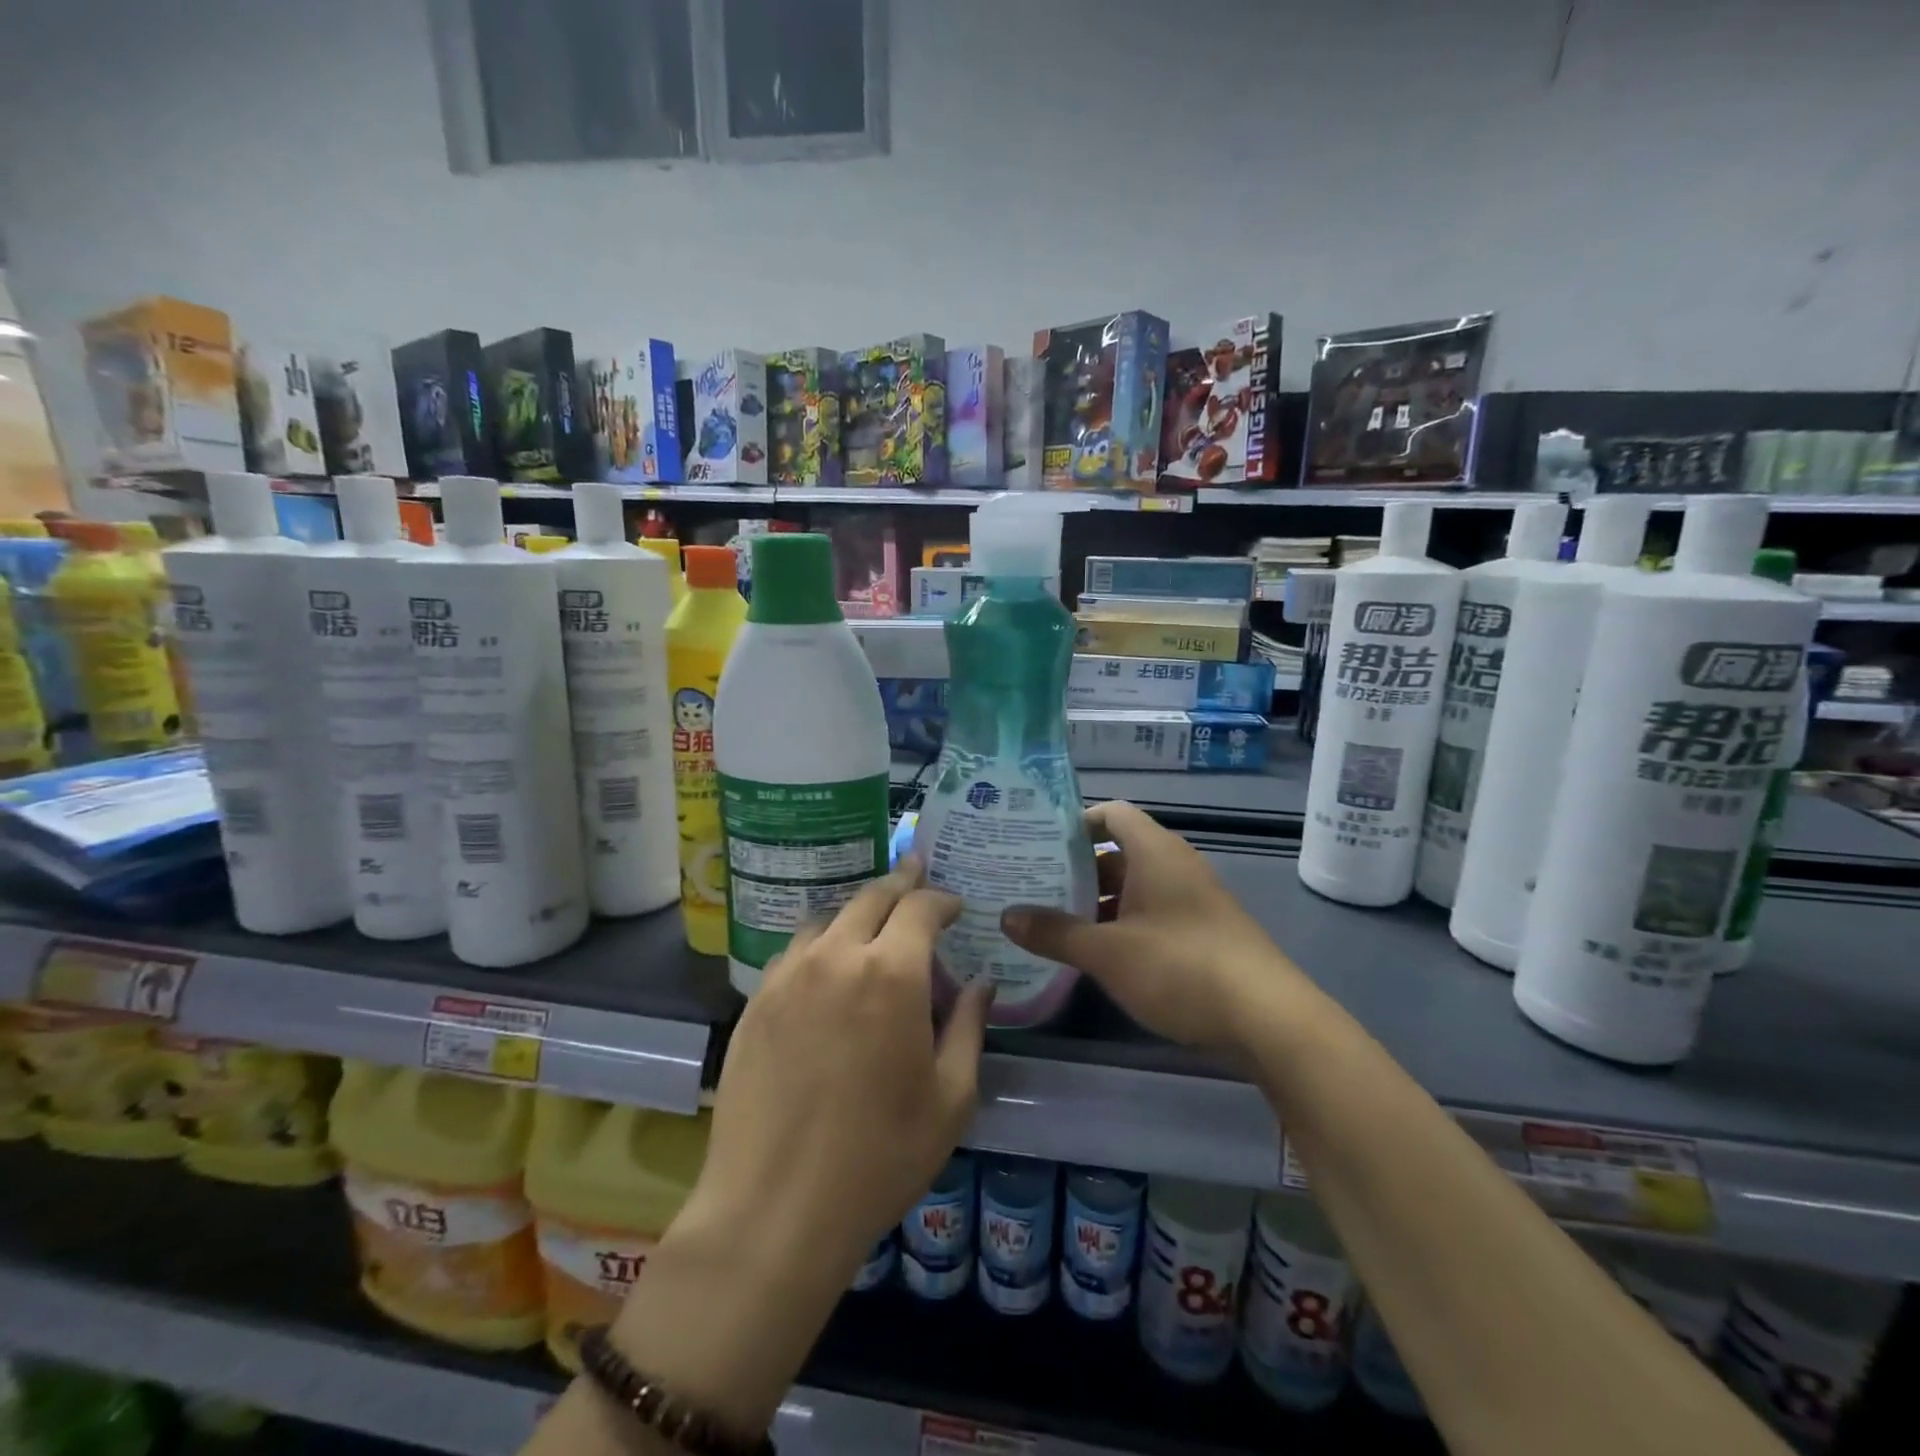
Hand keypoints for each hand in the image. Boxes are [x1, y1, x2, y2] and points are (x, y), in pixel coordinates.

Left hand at [687, 856, 993, 1284]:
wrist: (774, 1210)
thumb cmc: (879, 1157)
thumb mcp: (951, 1098)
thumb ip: (970, 1027)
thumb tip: (981, 983)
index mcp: (892, 973)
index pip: (921, 907)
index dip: (941, 899)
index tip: (955, 906)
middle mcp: (837, 956)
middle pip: (871, 897)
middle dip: (901, 882)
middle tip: (916, 874)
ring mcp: (789, 976)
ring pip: (828, 918)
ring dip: (858, 912)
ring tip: (873, 925)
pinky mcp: (756, 1001)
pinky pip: (795, 952)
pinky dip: (821, 943)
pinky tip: (827, 969)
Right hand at [1001, 800, 1302, 1050]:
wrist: (1268, 1019)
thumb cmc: (1182, 967)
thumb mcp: (1108, 953)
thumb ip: (1055, 933)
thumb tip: (1006, 916)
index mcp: (1156, 853)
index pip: (1111, 814)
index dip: (1074, 822)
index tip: (1037, 842)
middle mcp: (1174, 867)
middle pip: (1116, 853)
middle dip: (1074, 869)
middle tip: (1028, 883)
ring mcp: (1190, 901)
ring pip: (1131, 888)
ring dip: (1094, 902)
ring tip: (1048, 919)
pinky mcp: (1199, 933)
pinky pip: (1148, 914)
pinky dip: (1118, 925)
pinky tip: (1091, 952)